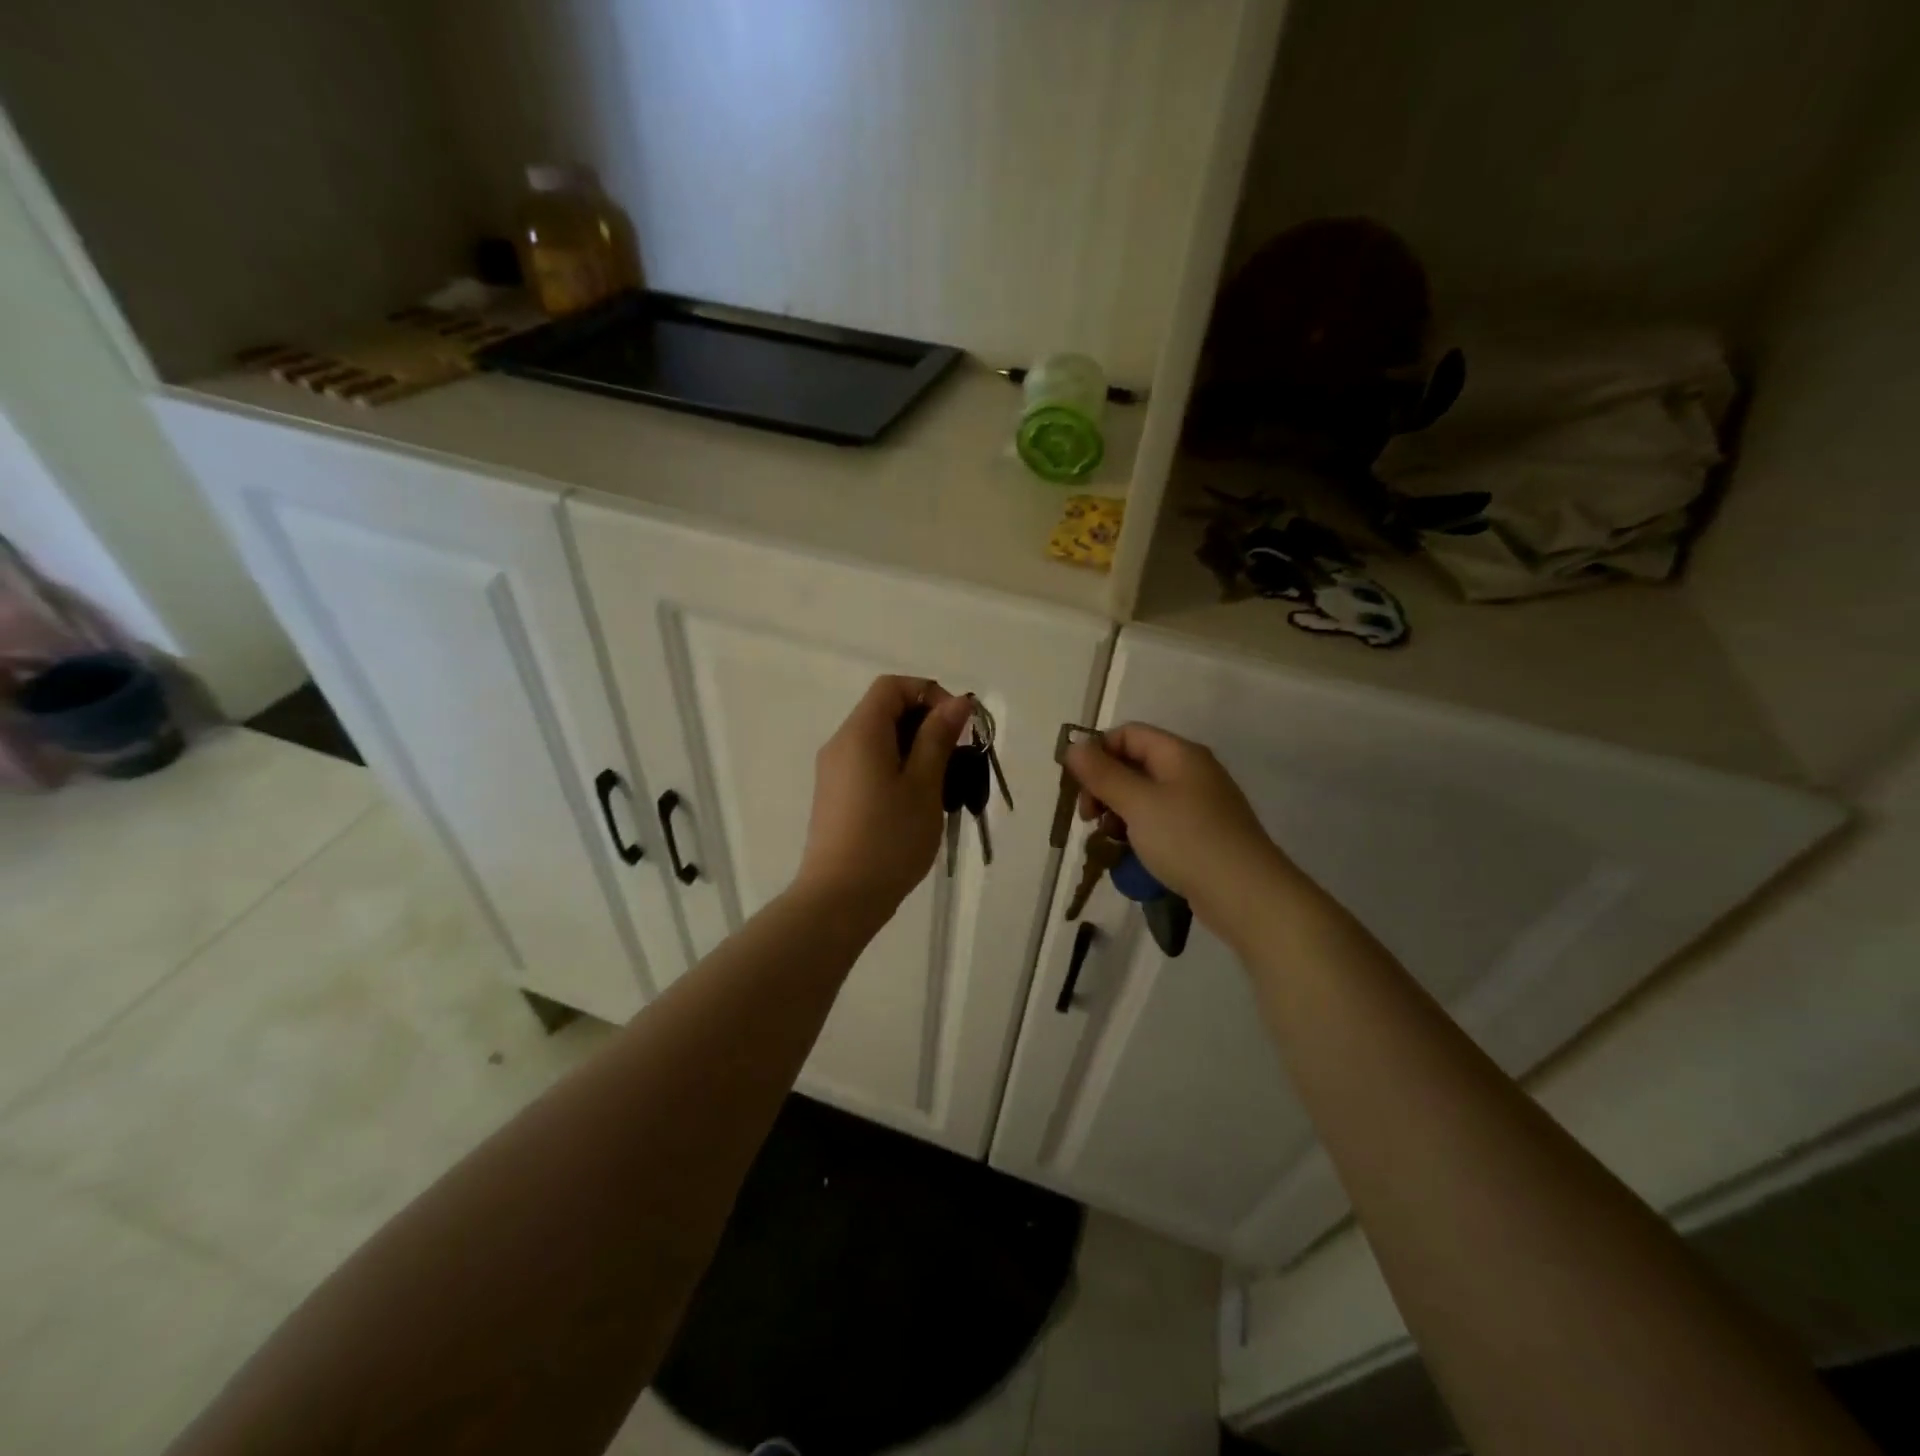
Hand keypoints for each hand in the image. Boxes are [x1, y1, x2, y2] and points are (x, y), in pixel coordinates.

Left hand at [795, 675, 973, 912]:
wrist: (840, 898)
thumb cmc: (889, 839)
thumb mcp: (924, 785)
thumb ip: (938, 738)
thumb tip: (956, 702)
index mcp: (860, 733)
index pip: (892, 687)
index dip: (929, 694)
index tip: (956, 727)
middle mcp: (841, 744)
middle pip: (885, 711)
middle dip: (926, 724)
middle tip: (957, 760)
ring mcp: (834, 771)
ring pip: (880, 740)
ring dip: (916, 750)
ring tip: (943, 786)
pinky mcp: (836, 796)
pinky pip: (870, 764)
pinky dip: (898, 769)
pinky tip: (917, 803)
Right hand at [1064, 723, 1288, 925]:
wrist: (1246, 894)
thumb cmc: (1187, 839)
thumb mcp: (1136, 803)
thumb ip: (1102, 774)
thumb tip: (1074, 746)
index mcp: (1179, 754)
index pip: (1128, 734)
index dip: (1098, 752)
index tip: (1077, 786)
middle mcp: (1191, 771)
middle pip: (1135, 764)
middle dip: (1104, 786)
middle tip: (1088, 817)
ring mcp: (1199, 804)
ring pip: (1144, 795)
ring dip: (1117, 811)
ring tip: (1106, 838)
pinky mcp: (1201, 833)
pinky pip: (1159, 820)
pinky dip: (1138, 830)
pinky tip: (1129, 853)